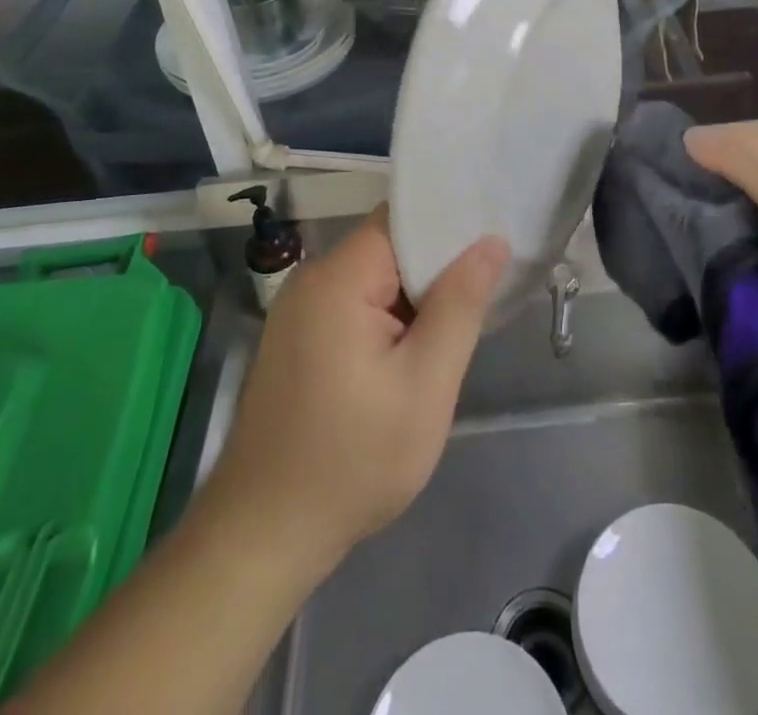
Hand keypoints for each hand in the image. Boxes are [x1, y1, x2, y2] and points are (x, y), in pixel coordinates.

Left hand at [207, 208, 509, 574]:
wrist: (263, 537)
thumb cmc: (352, 461)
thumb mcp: (424, 385)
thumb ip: (460, 305)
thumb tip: (491, 242)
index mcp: (338, 277)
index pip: (402, 219)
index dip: (449, 224)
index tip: (494, 237)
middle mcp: (312, 279)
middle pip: (388, 247)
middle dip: (437, 267)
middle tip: (487, 290)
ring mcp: (299, 310)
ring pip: (374, 278)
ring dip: (414, 297)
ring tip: (461, 320)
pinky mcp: (297, 338)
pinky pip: (354, 305)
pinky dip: (388, 317)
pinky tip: (414, 349)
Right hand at [684, 124, 757, 443]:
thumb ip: (742, 156)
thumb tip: (691, 138)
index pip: (752, 144)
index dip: (707, 152)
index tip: (658, 174)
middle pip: (753, 197)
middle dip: (709, 210)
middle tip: (657, 226)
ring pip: (757, 249)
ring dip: (724, 260)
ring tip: (671, 268)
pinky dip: (745, 298)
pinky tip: (709, 303)